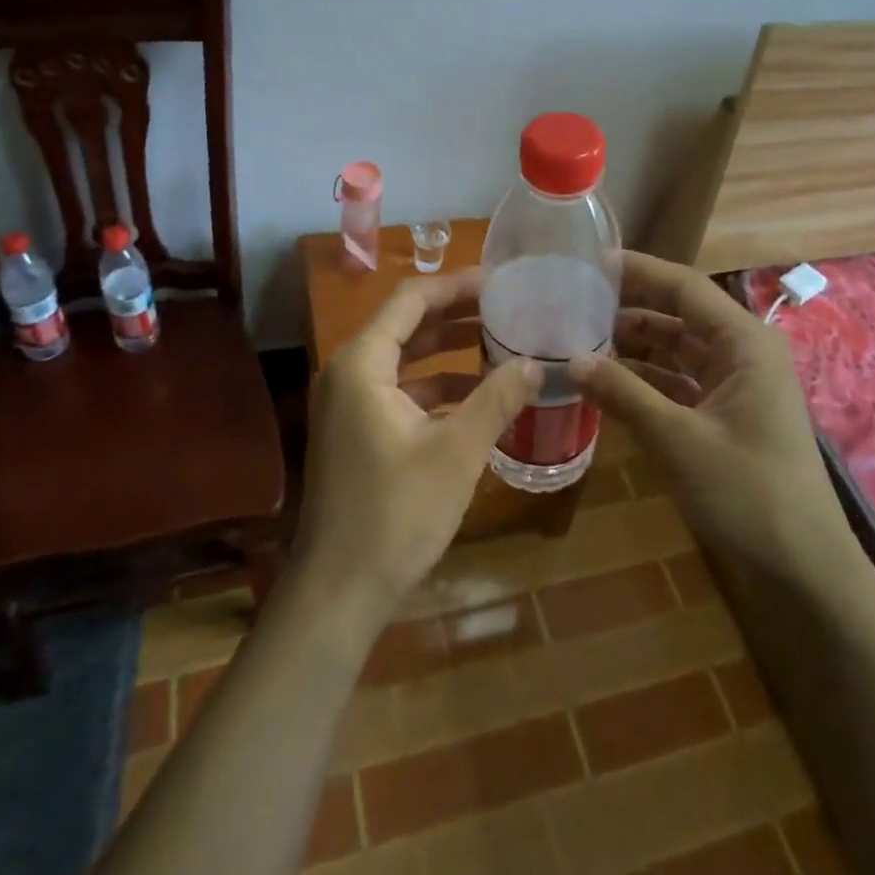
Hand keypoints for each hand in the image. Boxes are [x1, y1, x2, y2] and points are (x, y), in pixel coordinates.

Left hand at [292, 270, 542, 620]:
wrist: (339, 592)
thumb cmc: (396, 513)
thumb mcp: (457, 452)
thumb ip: (497, 400)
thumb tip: (536, 364)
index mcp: (363, 363)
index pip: (411, 300)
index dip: (456, 286)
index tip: (499, 282)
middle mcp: (350, 372)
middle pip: (407, 325)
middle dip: (457, 315)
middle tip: (508, 307)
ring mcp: (351, 404)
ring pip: (406, 360)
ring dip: (450, 352)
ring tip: (502, 344)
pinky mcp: (358, 432)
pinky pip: (401, 392)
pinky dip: (437, 387)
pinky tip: (478, 396)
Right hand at [572, 252, 841, 573]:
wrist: (804, 573)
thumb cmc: (747, 493)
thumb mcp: (677, 440)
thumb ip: (623, 394)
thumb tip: (569, 360)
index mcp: (744, 342)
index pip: (683, 286)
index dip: (637, 270)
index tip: (590, 262)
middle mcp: (743, 353)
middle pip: (679, 314)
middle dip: (629, 307)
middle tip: (575, 301)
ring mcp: (737, 386)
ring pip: (677, 350)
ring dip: (634, 346)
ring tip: (581, 339)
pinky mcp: (727, 416)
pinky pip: (680, 383)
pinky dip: (646, 380)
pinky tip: (607, 384)